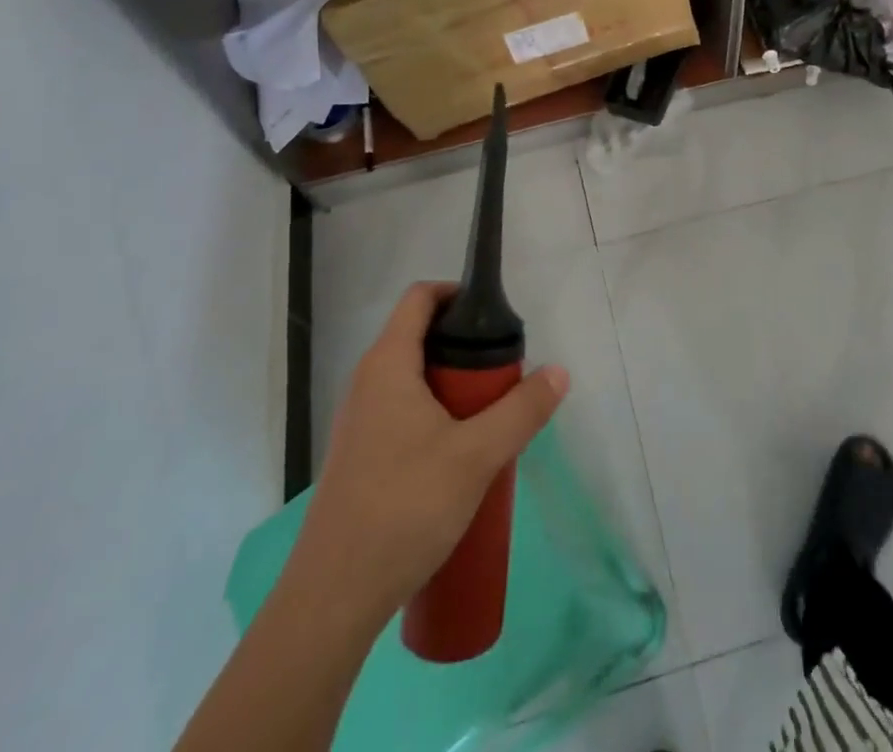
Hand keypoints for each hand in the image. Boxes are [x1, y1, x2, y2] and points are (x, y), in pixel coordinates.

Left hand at [292, 282, 568, 628]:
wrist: (334, 599)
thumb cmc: (404, 508)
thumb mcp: (476, 456)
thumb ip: (522, 411)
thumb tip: (558, 372)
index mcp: (387, 364)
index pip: (420, 297)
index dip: (458, 293)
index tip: (495, 318)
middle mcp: (367, 383)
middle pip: (420, 337)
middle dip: (466, 348)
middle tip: (504, 376)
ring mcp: (360, 422)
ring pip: (414, 380)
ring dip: (454, 387)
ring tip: (490, 417)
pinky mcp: (360, 457)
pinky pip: (404, 413)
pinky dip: (436, 416)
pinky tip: (461, 457)